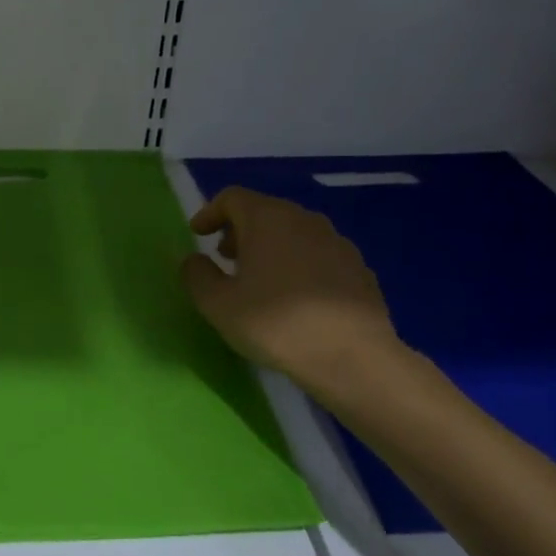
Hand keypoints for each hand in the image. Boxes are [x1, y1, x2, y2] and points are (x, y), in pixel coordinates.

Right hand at [182, 187, 399, 399]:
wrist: (354, 358)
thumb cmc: (276, 324)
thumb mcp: (218, 304)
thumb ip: (197, 275)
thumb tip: (195, 260)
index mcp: (267, 219)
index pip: (232, 197)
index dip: (210, 212)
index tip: (198, 234)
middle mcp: (304, 220)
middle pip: (264, 211)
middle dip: (239, 230)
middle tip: (225, 258)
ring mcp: (337, 242)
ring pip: (293, 232)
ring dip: (270, 247)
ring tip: (259, 279)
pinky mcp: (359, 269)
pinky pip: (318, 255)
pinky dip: (299, 264)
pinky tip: (296, 298)